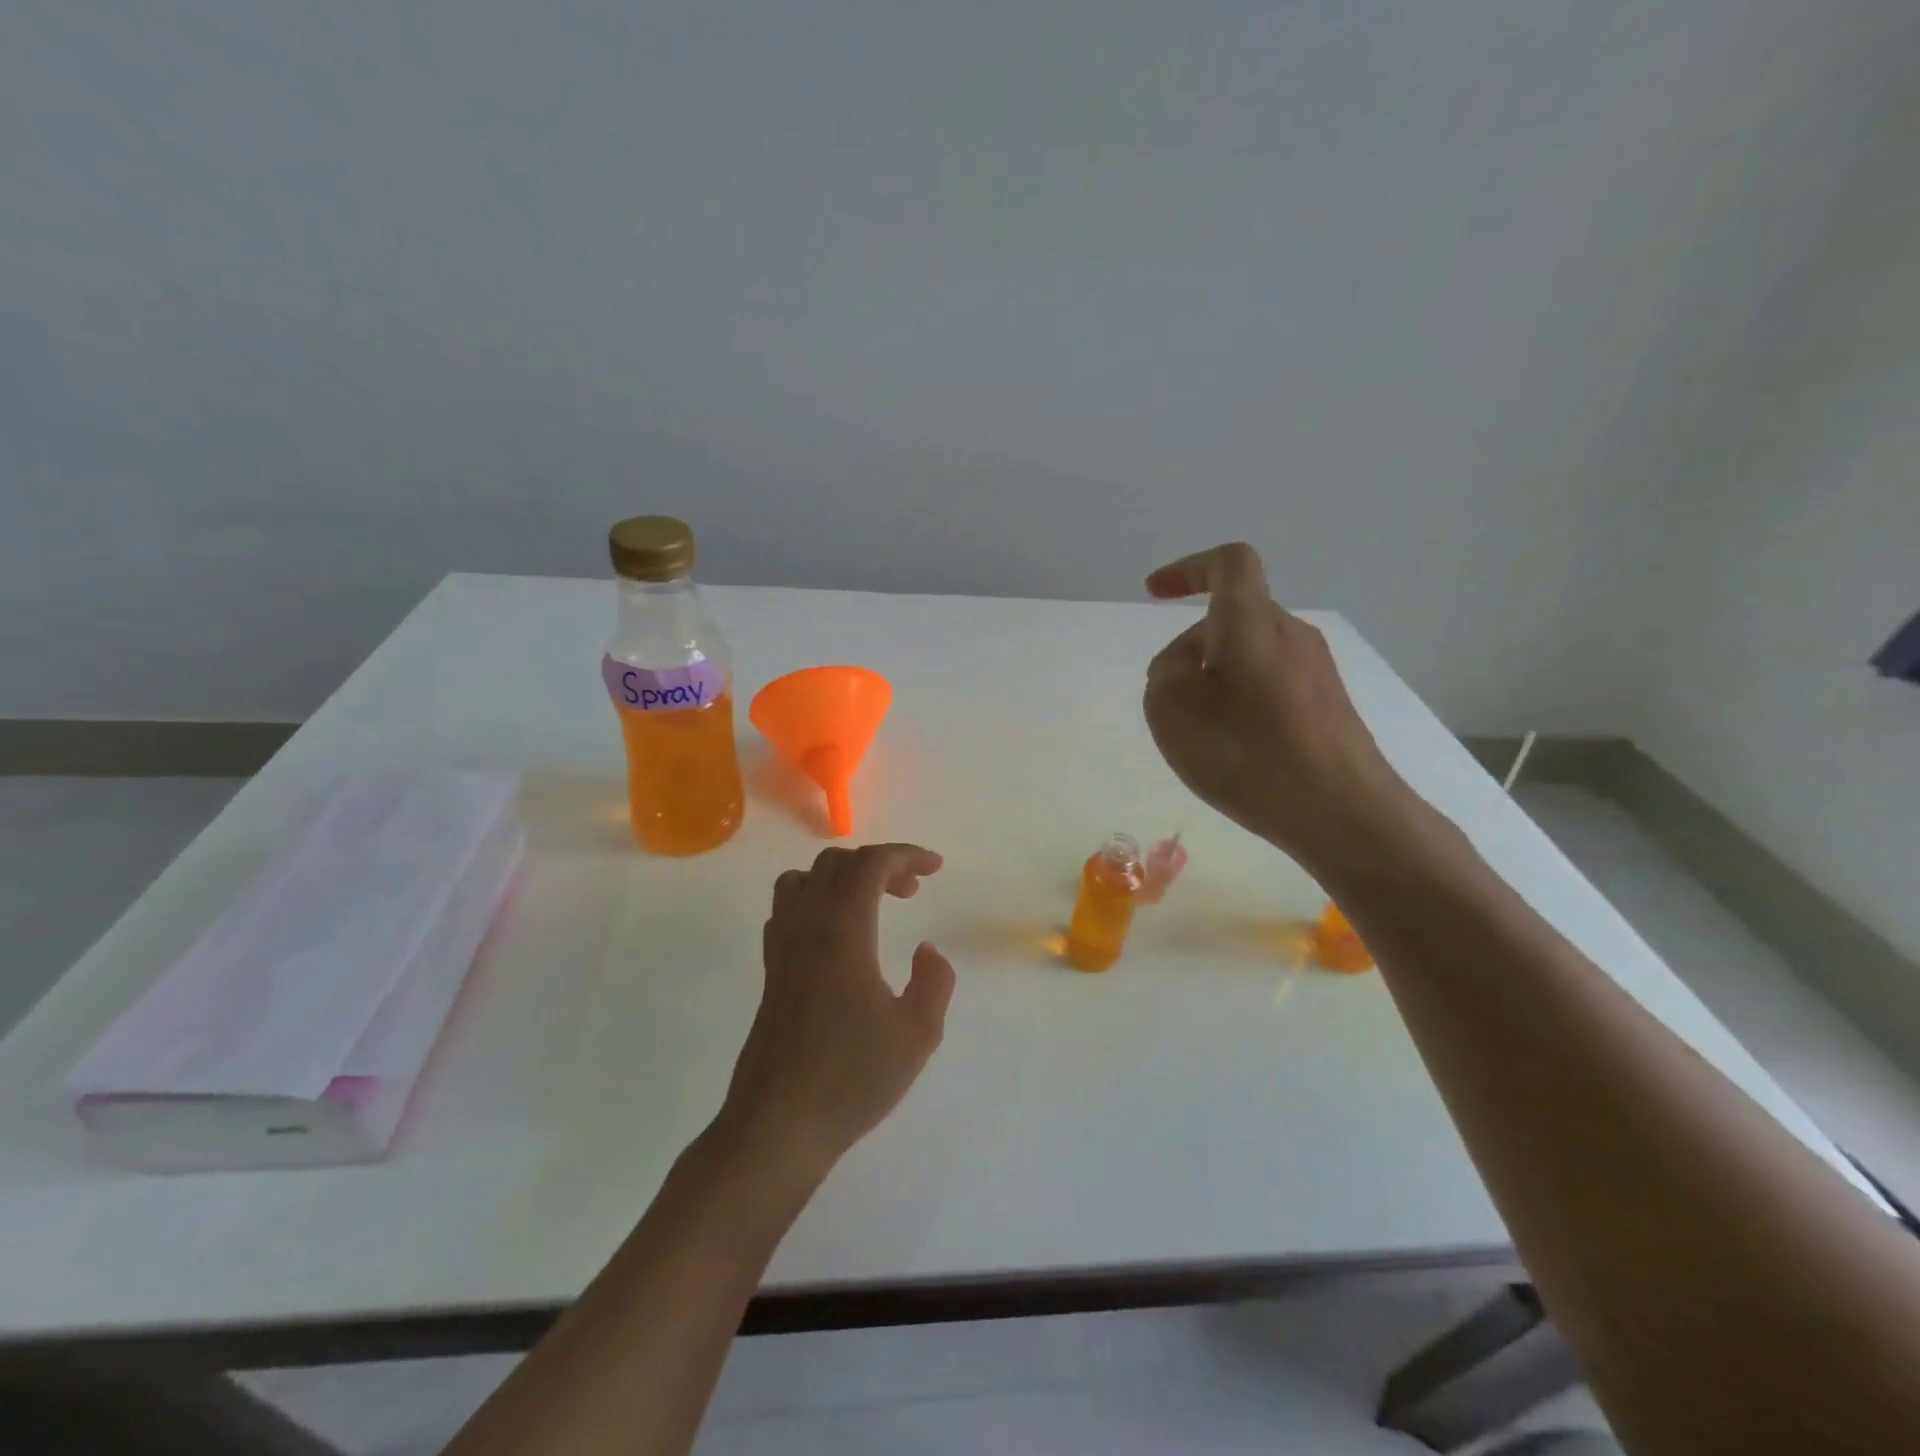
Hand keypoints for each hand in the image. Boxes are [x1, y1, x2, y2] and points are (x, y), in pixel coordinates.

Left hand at [718, 844, 955, 1180]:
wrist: (777, 1126)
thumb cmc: (851, 1078)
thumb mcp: (917, 1033)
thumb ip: (934, 982)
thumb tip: (927, 951)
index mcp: (843, 930)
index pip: (870, 864)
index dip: (906, 855)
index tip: (935, 868)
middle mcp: (807, 927)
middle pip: (836, 864)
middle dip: (878, 864)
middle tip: (911, 890)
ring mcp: (781, 948)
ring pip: (803, 880)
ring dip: (841, 877)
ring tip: (870, 904)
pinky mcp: (770, 973)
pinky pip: (787, 911)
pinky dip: (815, 901)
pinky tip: (836, 936)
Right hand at [1143, 542, 1412, 870]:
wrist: (1341, 811)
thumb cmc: (1247, 751)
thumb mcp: (1172, 710)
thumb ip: (1165, 673)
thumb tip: (1186, 666)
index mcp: (1251, 621)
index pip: (1229, 564)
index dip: (1189, 568)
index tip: (1154, 592)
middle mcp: (1291, 634)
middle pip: (1234, 617)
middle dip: (1192, 646)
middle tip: (1168, 700)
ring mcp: (1317, 670)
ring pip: (1251, 655)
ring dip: (1216, 679)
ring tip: (1200, 735)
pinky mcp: (1328, 706)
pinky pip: (1271, 686)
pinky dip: (1242, 703)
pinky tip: (1236, 751)